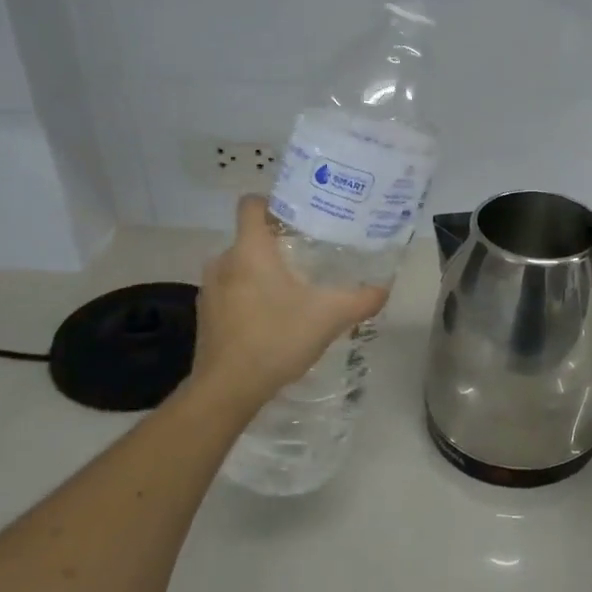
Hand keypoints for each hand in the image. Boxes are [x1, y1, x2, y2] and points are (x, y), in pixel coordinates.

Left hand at [189, 196, 388, 409]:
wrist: (227, 389)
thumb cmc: (276, 338)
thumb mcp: (329, 317)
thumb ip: (361, 300)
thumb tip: (385, 288)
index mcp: (250, 250)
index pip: (252, 204)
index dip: (274, 202)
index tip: (300, 216)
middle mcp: (223, 261)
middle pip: (250, 238)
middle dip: (278, 245)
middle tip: (310, 257)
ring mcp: (210, 290)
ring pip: (240, 267)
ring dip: (262, 274)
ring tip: (294, 290)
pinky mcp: (206, 316)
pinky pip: (230, 293)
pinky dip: (249, 298)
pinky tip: (272, 320)